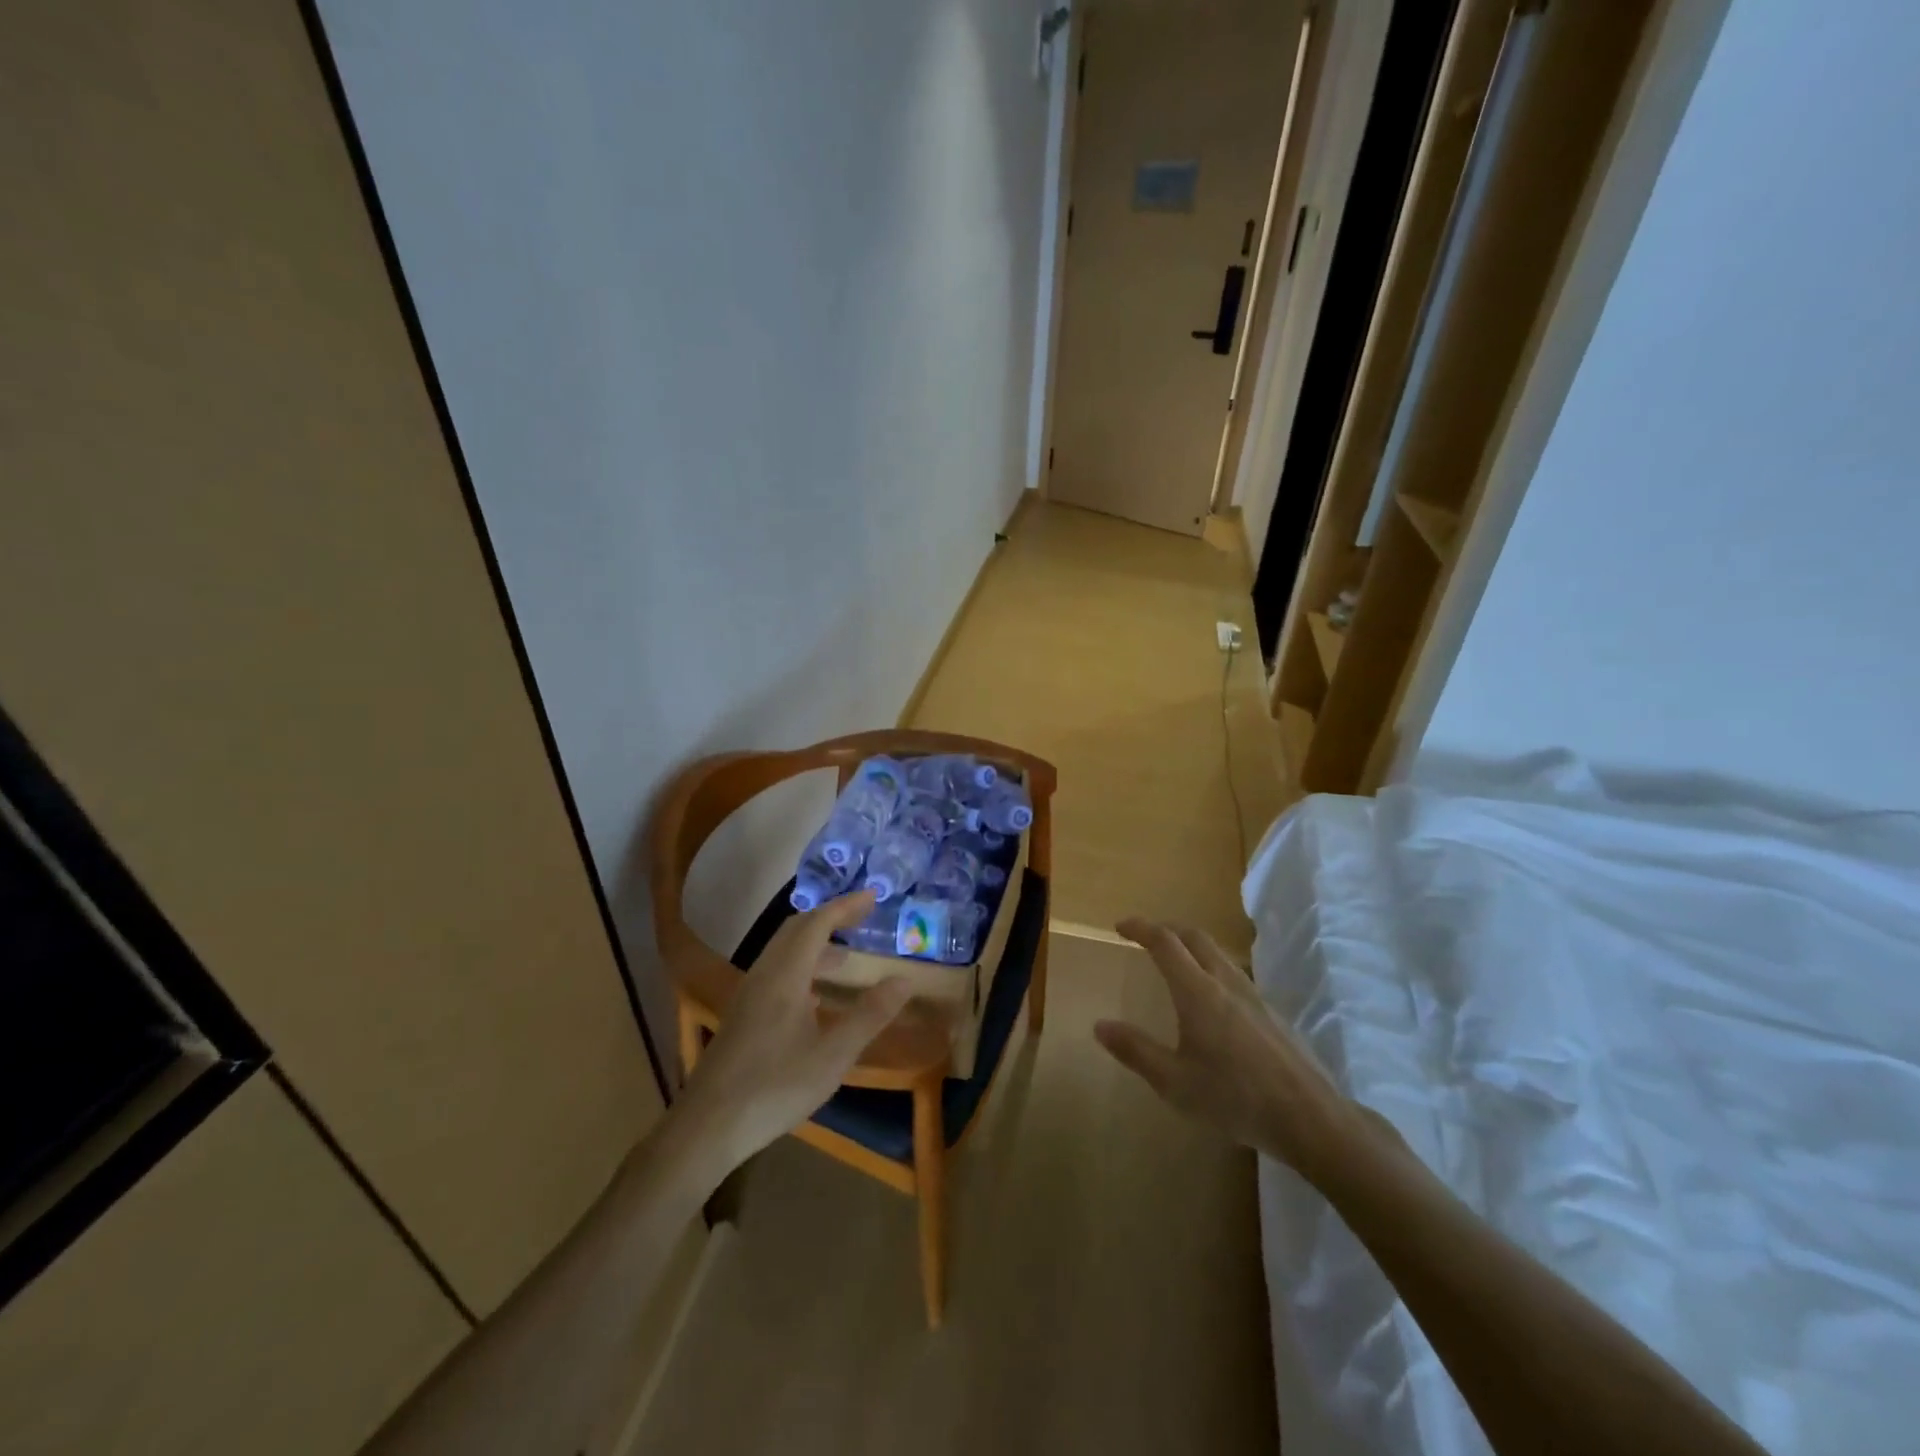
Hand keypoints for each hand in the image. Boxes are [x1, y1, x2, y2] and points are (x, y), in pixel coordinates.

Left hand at [675, 889, 910, 1170]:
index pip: (816, 924)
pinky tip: (815, 996)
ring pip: (783, 951)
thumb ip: (869, 1016)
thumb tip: (904, 980)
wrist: (706, 1127)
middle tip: (862, 918)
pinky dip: (802, 964)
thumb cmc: (774, 1088)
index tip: (873, 897)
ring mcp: (748, 994)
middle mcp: (764, 974)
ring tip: (846, 957)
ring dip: (815, 942)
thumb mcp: (832, 1056)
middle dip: (830, 918)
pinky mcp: (742, 1014)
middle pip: (796, 929)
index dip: (845, 907)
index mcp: (785, 976)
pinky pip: (776, 970)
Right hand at [1093, 920, 1362, 1178]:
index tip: (1120, 926)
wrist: (1310, 1118)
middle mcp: (1225, 981)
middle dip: (1166, 928)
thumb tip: (1099, 1025)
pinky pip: (1234, 973)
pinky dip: (1211, 967)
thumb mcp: (1174, 1082)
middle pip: (1194, 936)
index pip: (1164, 942)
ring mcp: (1254, 995)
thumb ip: (1136, 1050)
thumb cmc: (1234, 1098)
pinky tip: (1211, 998)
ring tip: (1175, 961)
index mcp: (1197, 991)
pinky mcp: (1272, 1012)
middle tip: (1145, 936)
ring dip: (1191, 945)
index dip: (1140, 927)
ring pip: (1217, 953)